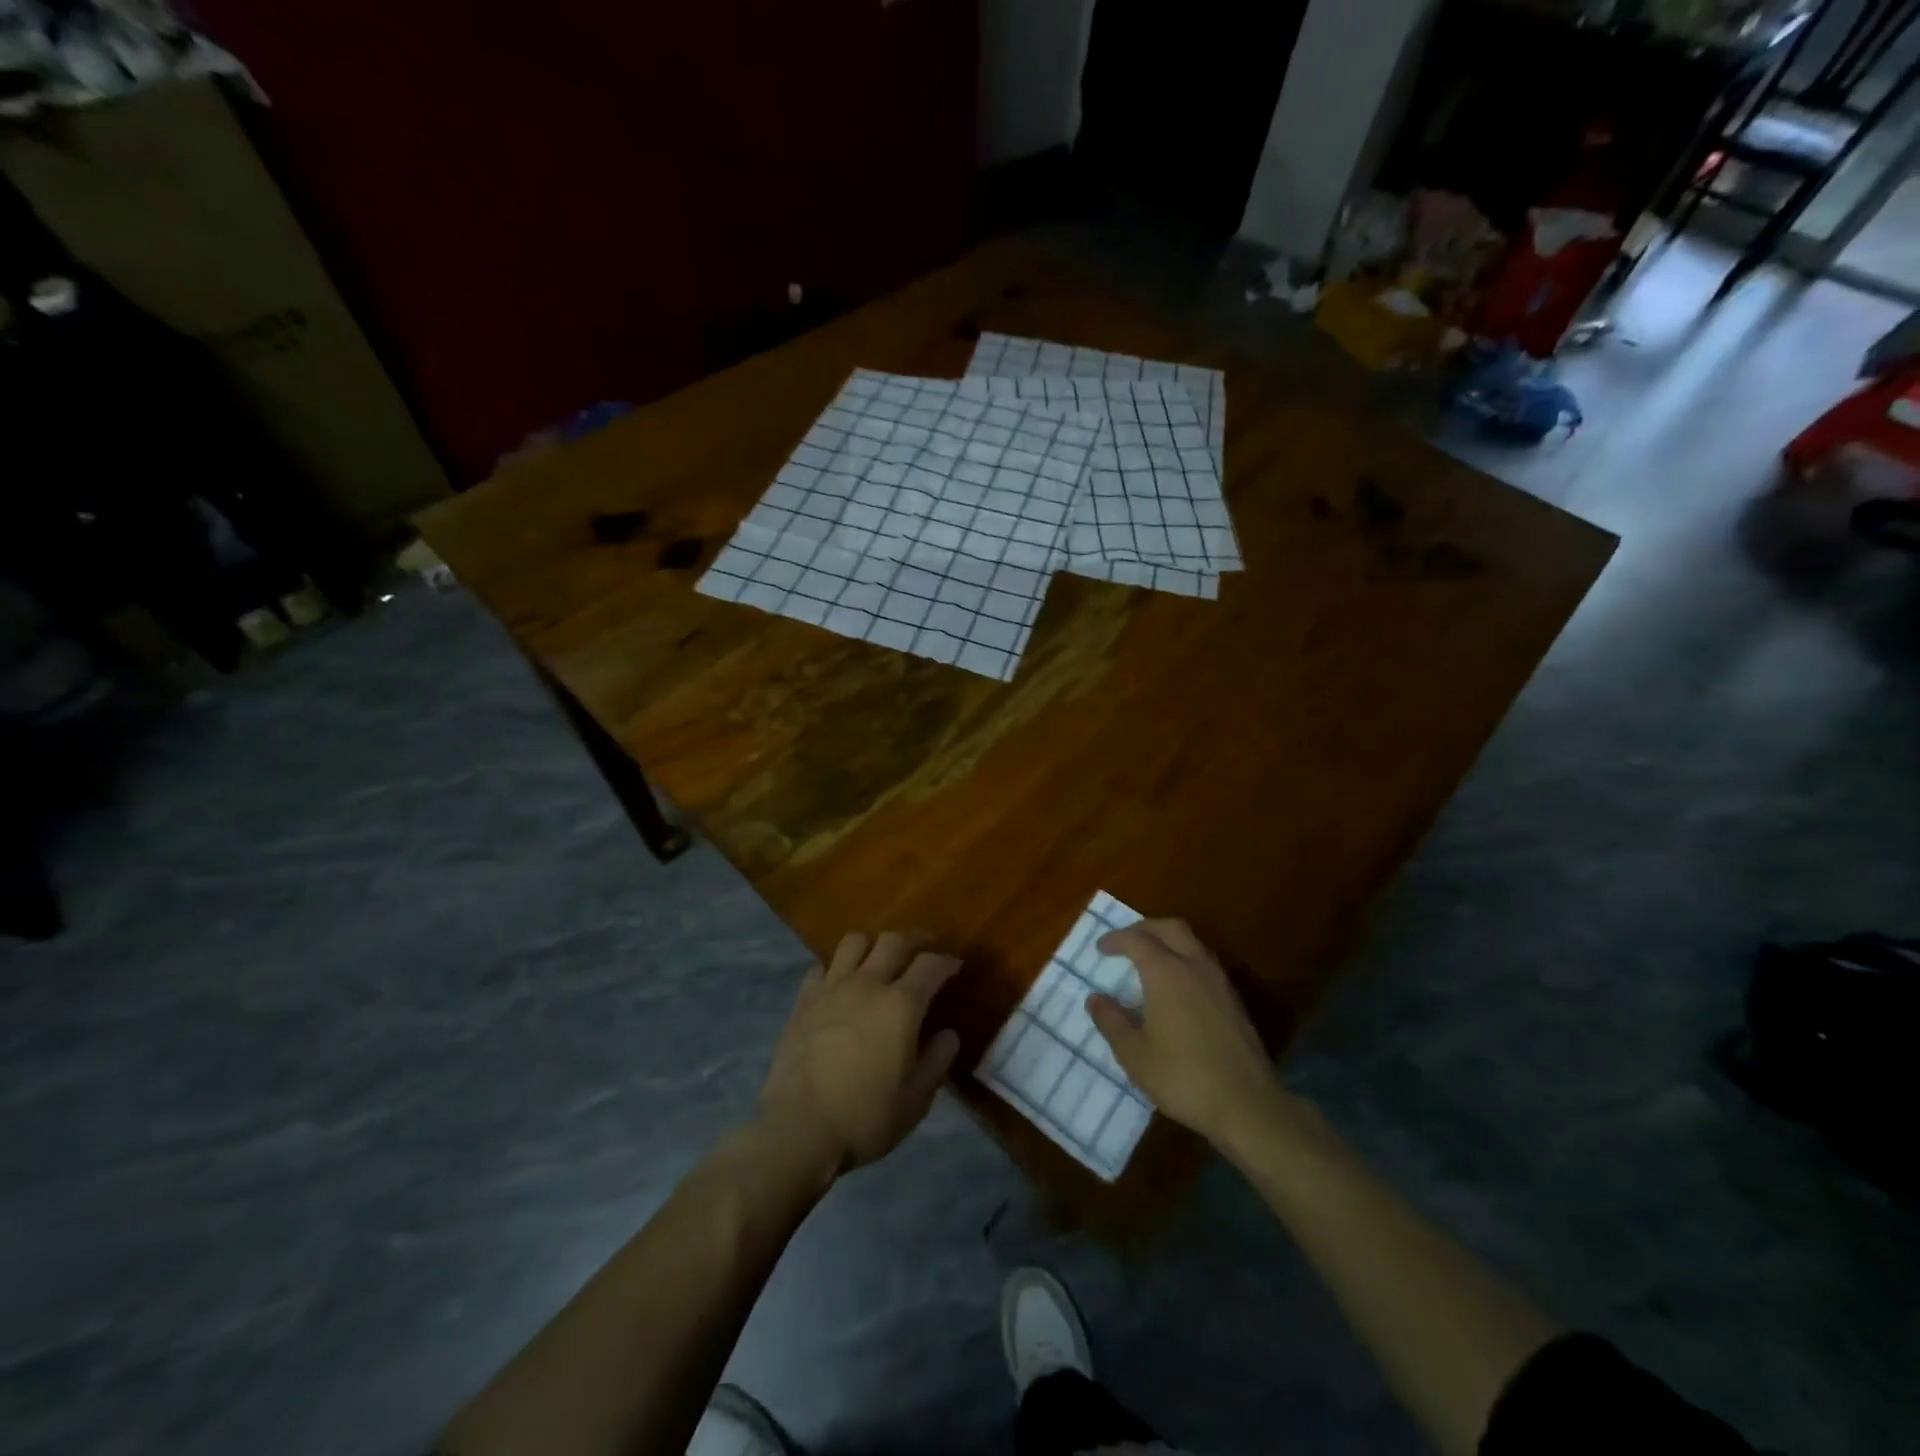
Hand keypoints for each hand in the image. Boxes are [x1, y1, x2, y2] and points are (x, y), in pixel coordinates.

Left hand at [757, 932, 962, 1179]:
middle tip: (924, 949)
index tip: (955, 966)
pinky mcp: (803, 1001)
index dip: (947, 961)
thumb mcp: (916, 1100)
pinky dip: (836, 968)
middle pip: (893, 941)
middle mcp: (867, 984)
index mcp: (901, 1005)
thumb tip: (948, 1034)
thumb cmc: (865, 1118)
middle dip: (914, 940)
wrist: (798, 1130)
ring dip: (873, 943)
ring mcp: (831, 989)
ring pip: (855, 942)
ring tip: (880, 956)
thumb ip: (937, 1061)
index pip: (930, 965)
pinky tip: (840, 984)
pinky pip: (821, 967)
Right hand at [1086, 919, 1285, 1151]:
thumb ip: (1112, 1021)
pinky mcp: (1234, 1000)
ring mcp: (1219, 982)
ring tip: (1150, 960)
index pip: (1137, 939)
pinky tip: (1177, 986)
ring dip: (1168, 941)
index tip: (1101, 948)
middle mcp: (1194, 966)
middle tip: (1126, 941)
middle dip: (1145, 928)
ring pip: (1192, 942)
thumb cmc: (1183, 1077)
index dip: (1116, 939)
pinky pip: (1205, 962)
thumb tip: (1095, 998)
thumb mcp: (1134, 1055)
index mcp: (1166, 973)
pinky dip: (1185, 959)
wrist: (1247, 1105)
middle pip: (1170, 928)